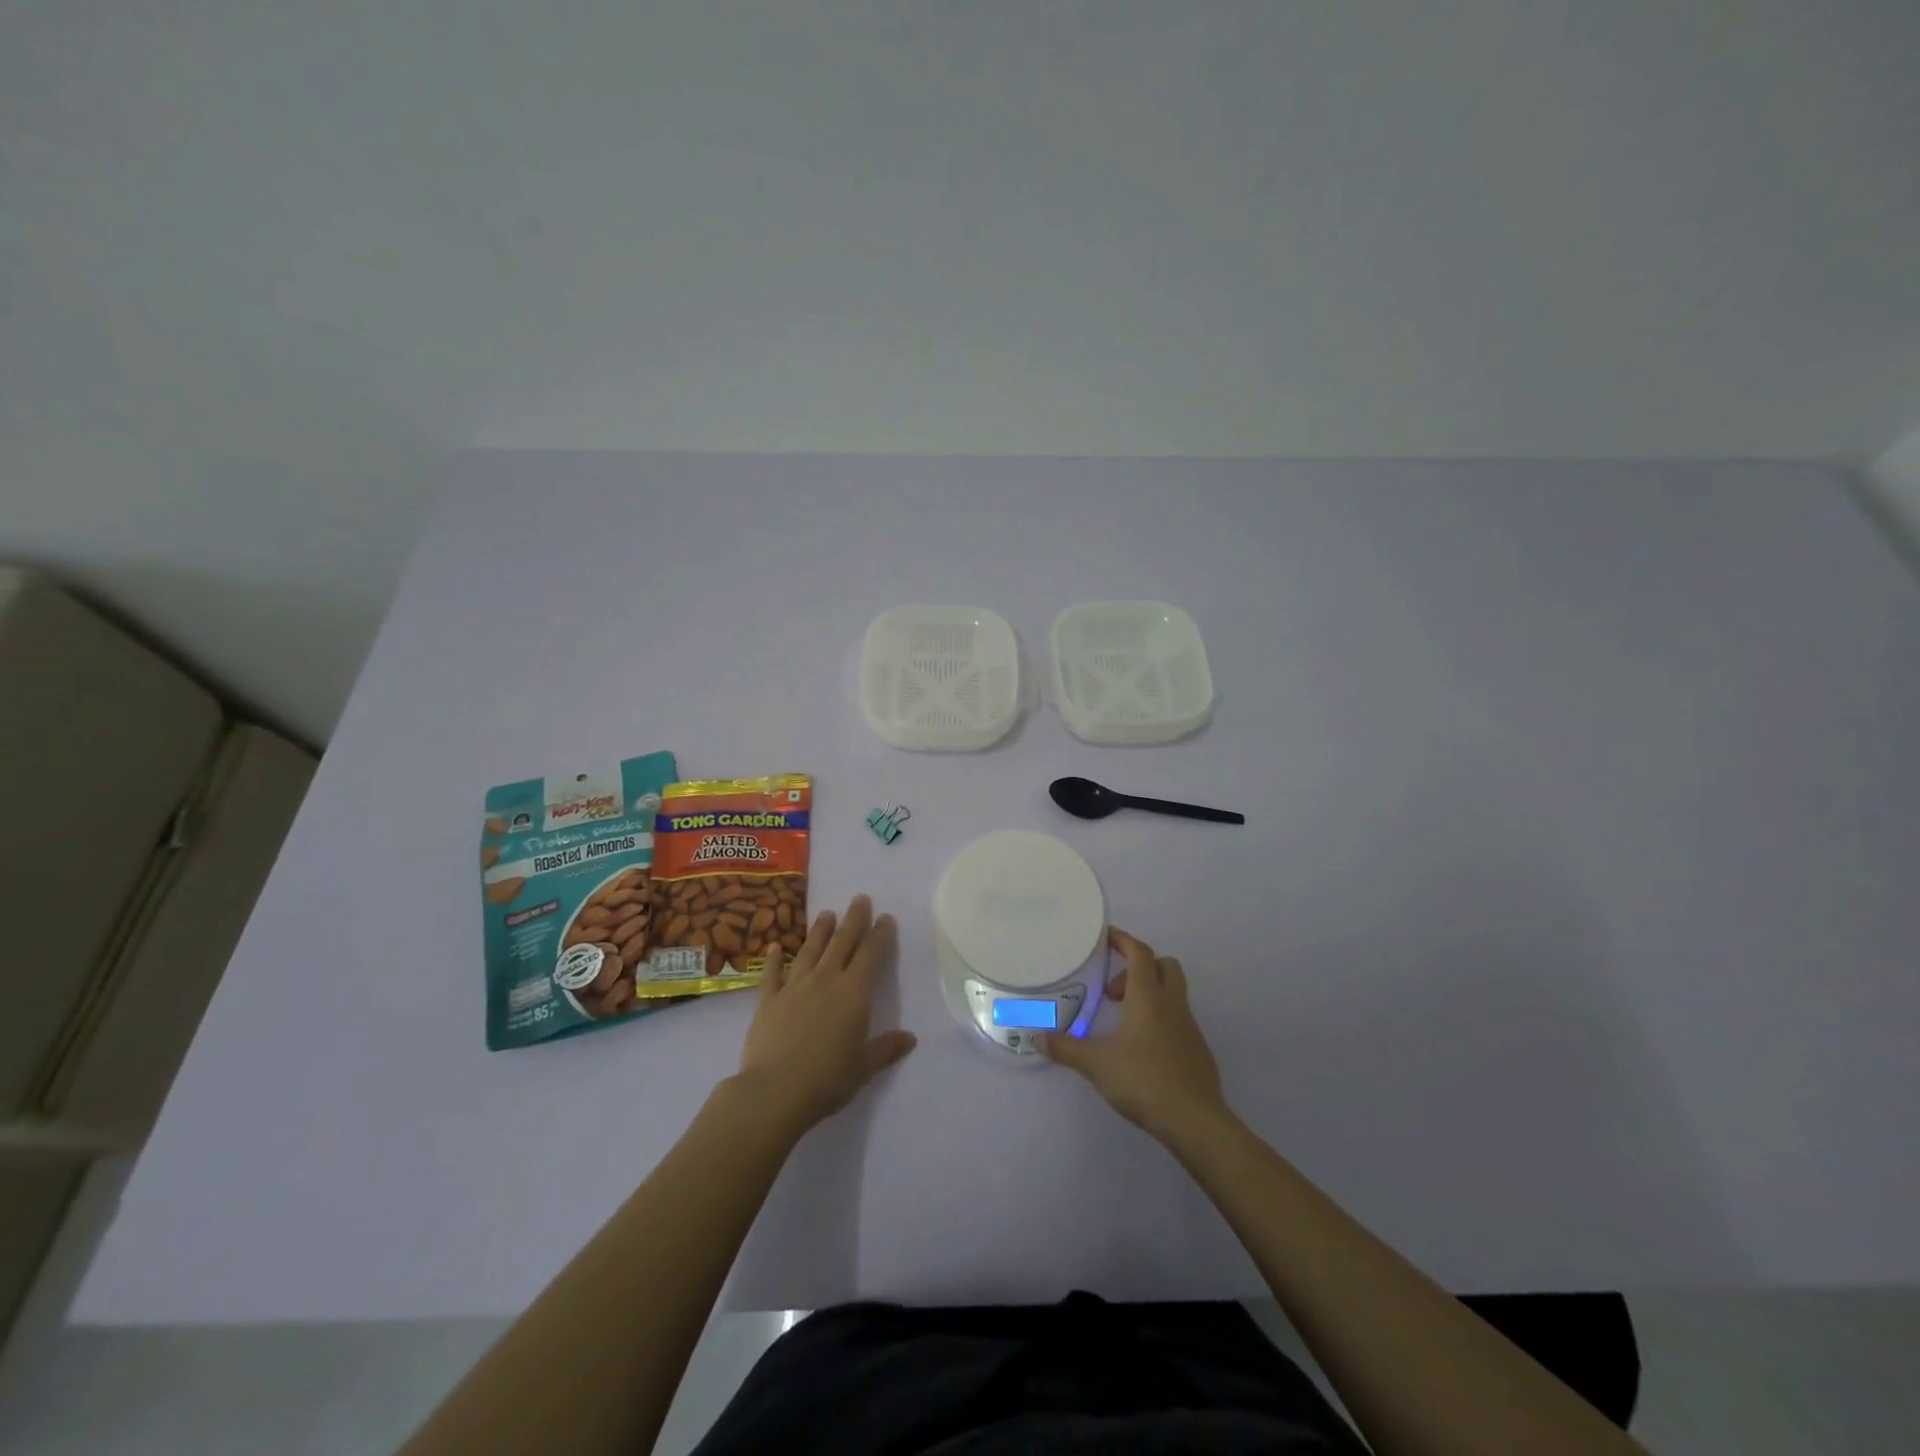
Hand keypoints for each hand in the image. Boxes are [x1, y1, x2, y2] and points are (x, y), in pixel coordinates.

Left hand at [735, 894, 916, 1134]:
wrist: (775, 1090)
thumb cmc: (828, 1079)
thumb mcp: (864, 1067)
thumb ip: (886, 1048)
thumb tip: (910, 1038)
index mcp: (854, 993)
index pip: (871, 955)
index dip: (880, 935)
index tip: (886, 917)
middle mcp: (826, 980)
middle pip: (843, 943)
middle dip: (854, 919)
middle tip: (860, 899)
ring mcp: (795, 987)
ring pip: (810, 950)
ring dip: (820, 930)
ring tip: (827, 913)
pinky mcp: (768, 1000)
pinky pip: (773, 974)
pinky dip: (774, 958)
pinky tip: (775, 945)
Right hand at [1040, 927, 1228, 1142]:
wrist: (1196, 1122)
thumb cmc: (1144, 1080)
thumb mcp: (1096, 1064)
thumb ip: (1065, 1048)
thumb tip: (1035, 1036)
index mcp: (1148, 997)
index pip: (1139, 953)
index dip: (1123, 940)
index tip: (1106, 937)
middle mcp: (1172, 1004)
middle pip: (1164, 965)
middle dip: (1139, 967)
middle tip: (1113, 991)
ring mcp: (1189, 1027)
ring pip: (1173, 993)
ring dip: (1149, 995)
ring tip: (1122, 1023)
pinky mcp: (1198, 1051)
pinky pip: (1178, 1021)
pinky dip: (1160, 1021)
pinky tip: (1142, 1050)